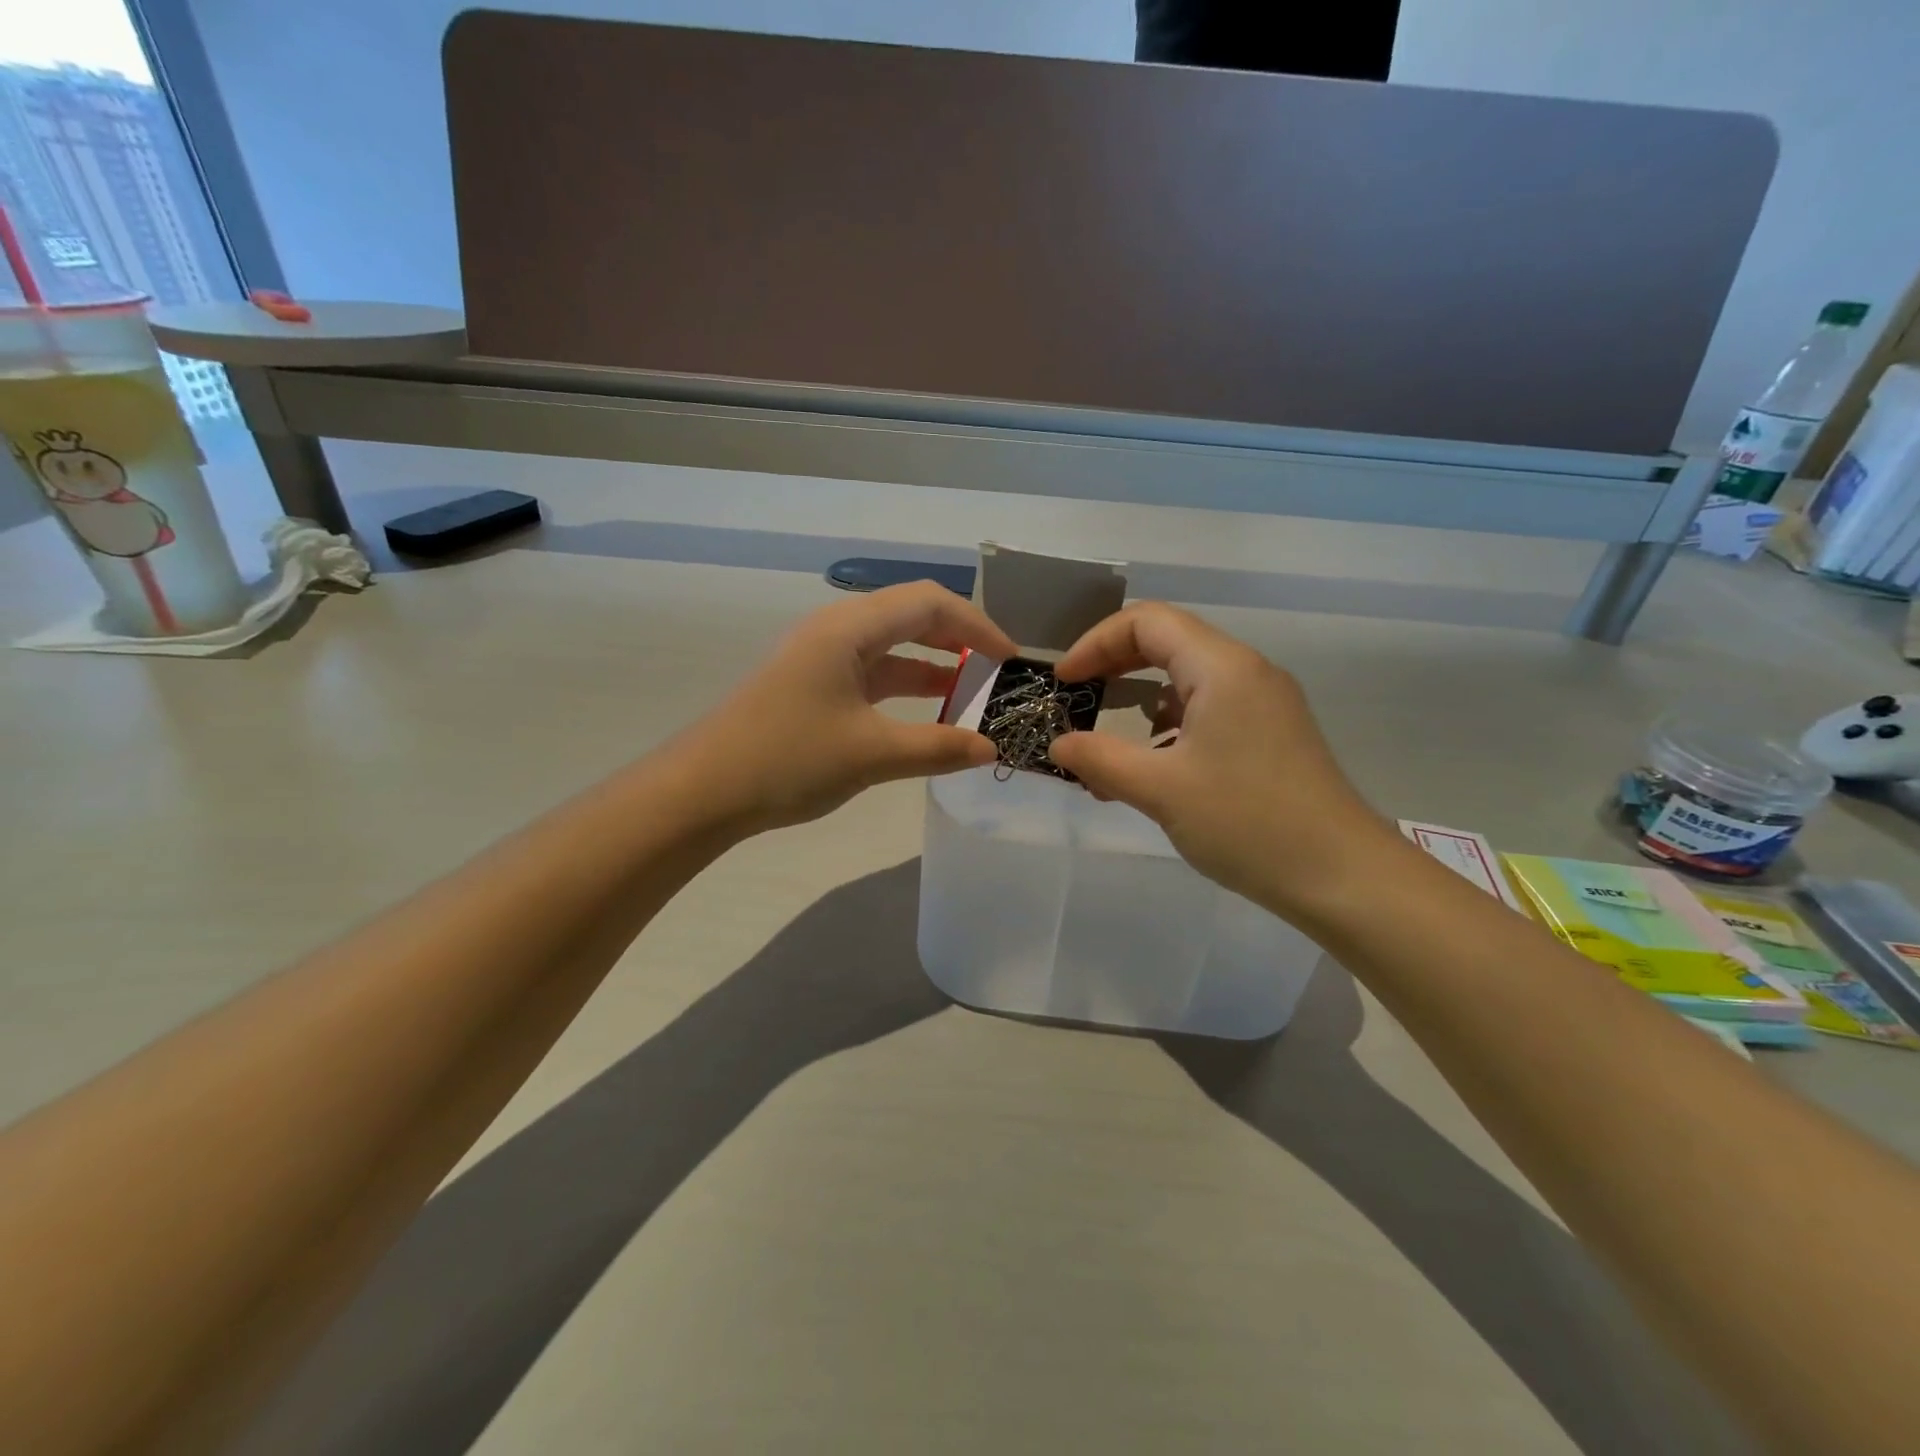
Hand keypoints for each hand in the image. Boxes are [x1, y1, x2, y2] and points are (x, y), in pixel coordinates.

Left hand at [685, 582, 1016, 832]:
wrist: (703, 791)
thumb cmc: (788, 759)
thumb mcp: (872, 754)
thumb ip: (938, 747)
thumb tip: (990, 749)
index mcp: (849, 628)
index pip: (929, 603)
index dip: (976, 625)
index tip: (1010, 660)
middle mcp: (836, 630)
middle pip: (911, 616)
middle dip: (958, 640)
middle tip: (997, 673)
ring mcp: (821, 657)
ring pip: (891, 647)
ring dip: (932, 667)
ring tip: (972, 696)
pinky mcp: (812, 685)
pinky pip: (872, 674)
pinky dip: (905, 689)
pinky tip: (927, 716)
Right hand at [1048, 602, 1395, 913]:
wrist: (1342, 876)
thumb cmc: (1248, 823)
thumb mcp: (1161, 790)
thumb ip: (1100, 760)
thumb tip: (1057, 745)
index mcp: (1223, 668)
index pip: (1147, 621)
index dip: (1096, 643)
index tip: (1064, 683)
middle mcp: (1246, 672)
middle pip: (1167, 643)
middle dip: (1113, 668)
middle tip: (1077, 700)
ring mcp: (1263, 703)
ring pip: (1186, 681)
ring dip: (1138, 705)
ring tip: (1105, 751)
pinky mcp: (1270, 734)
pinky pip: (1207, 711)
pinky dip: (1167, 729)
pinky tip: (1150, 771)